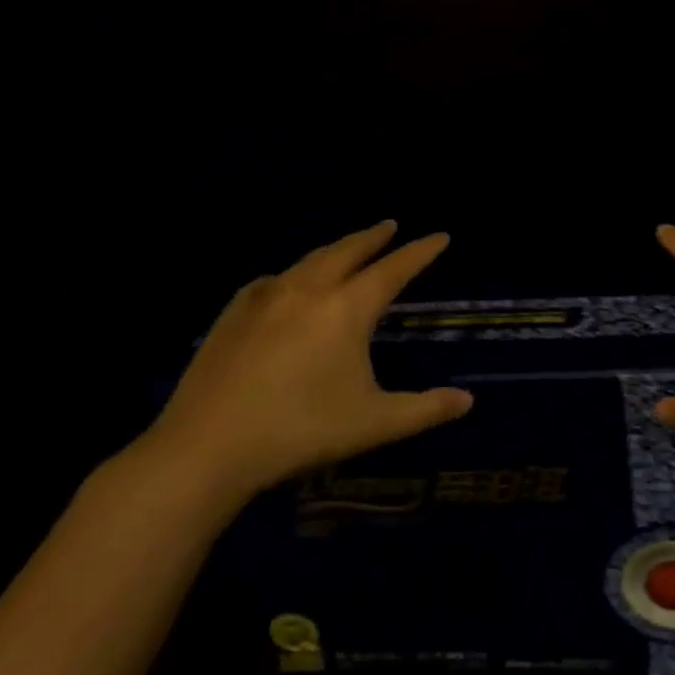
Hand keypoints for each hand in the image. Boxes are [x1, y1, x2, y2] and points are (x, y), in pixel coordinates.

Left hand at [143, 221, 472, 499]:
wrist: (205, 448)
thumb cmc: (301, 430)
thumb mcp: (375, 423)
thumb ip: (426, 409)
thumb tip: (468, 401)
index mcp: (347, 309)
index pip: (394, 270)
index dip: (420, 252)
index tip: (440, 236)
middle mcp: (308, 291)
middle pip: (348, 251)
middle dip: (373, 237)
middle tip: (390, 226)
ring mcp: (264, 300)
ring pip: (308, 261)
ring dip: (335, 250)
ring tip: (346, 248)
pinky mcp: (231, 316)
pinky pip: (270, 281)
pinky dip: (290, 274)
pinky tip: (284, 284)